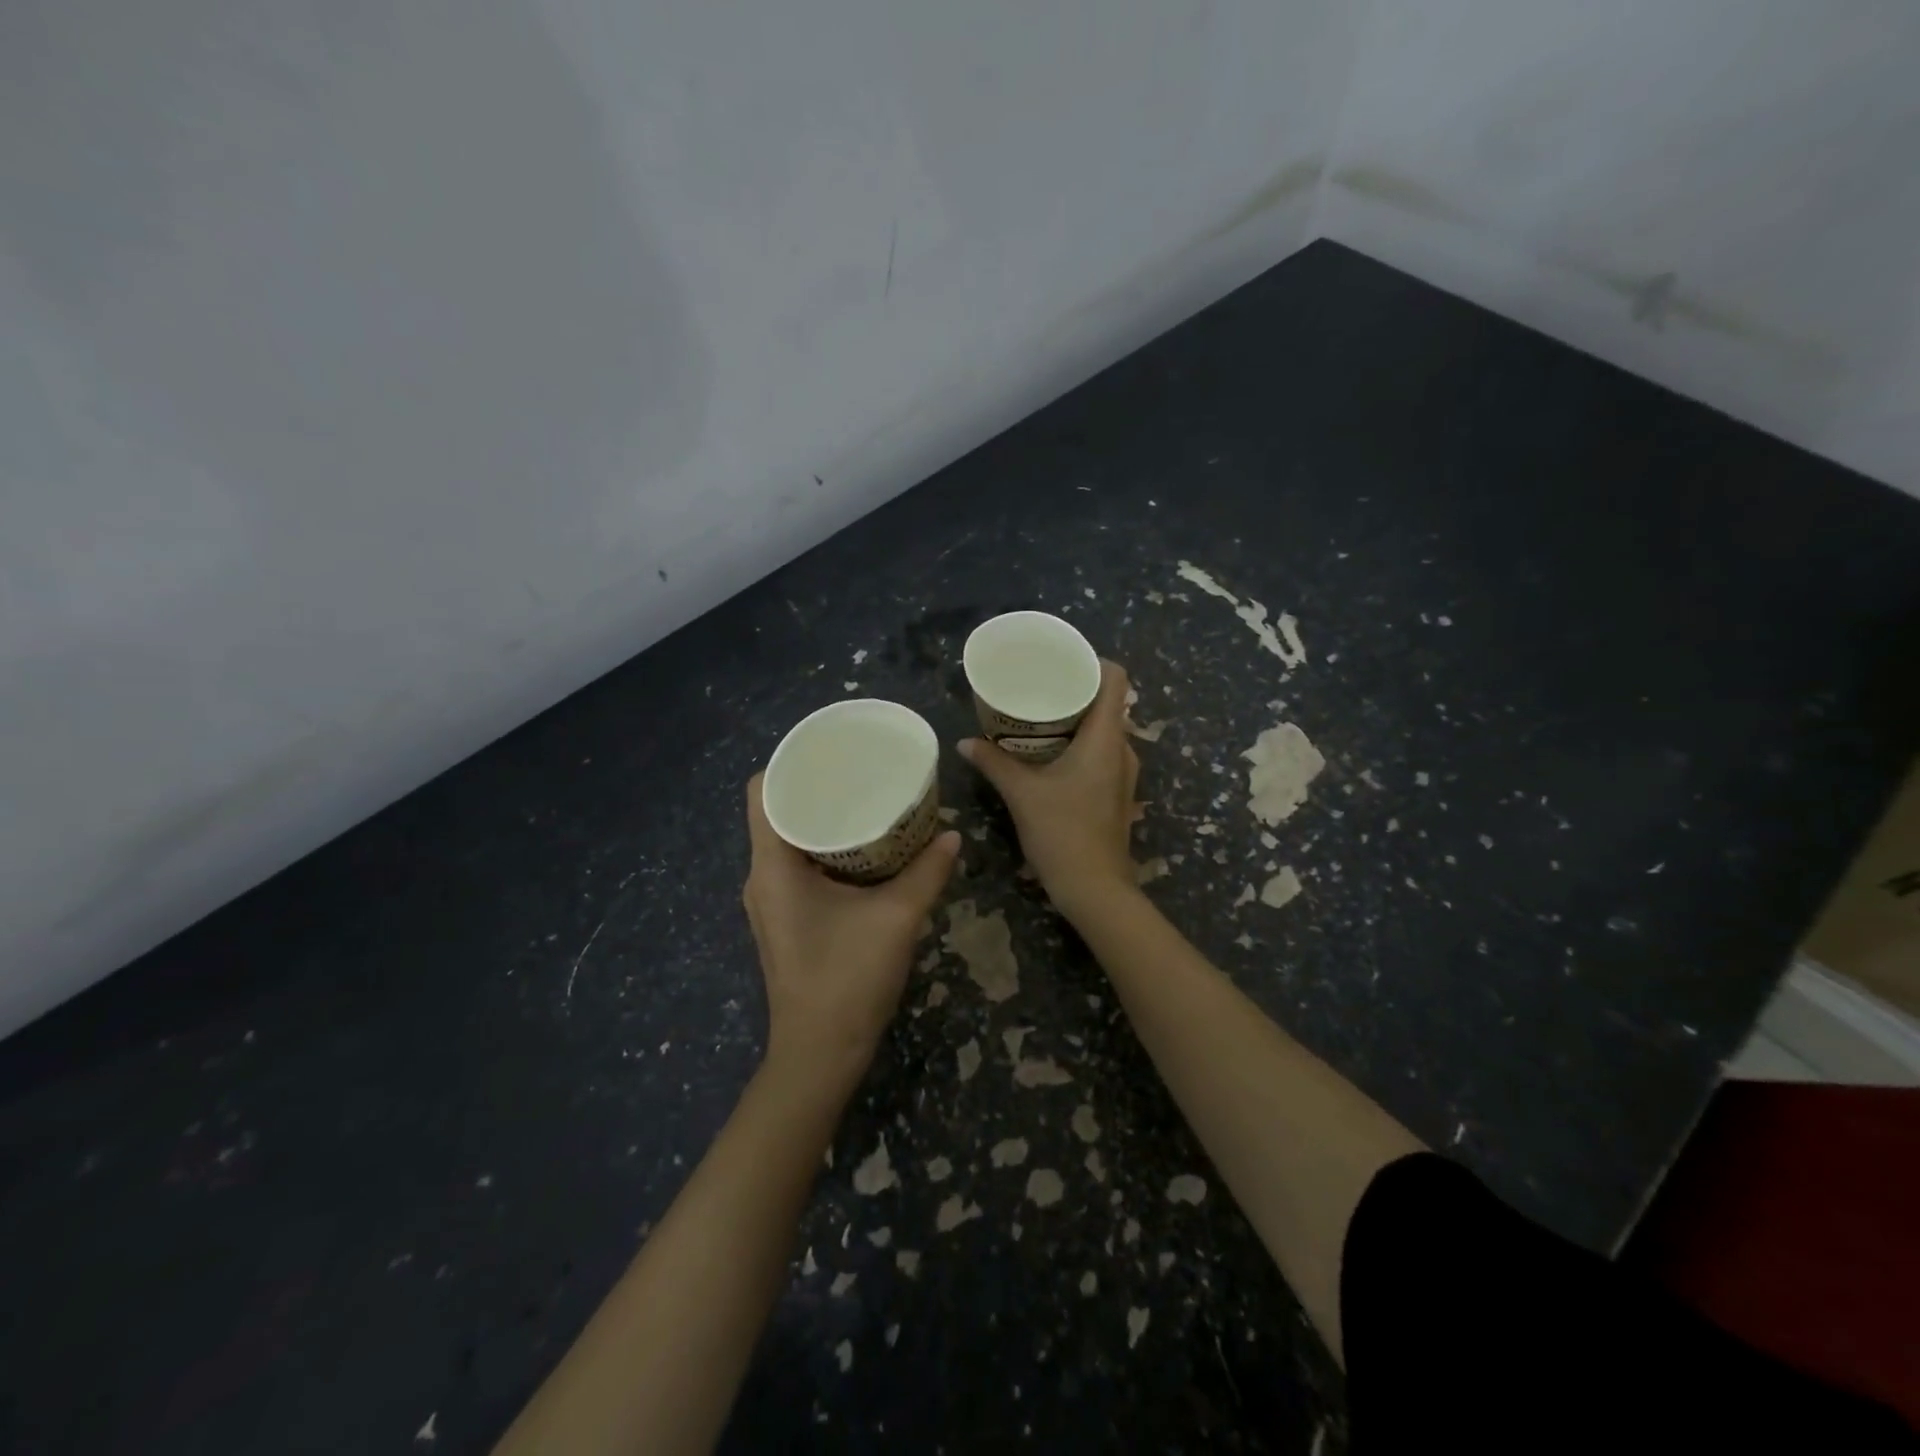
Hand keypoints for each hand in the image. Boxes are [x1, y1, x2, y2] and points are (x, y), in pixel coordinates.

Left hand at [743, 776, 960, 1078]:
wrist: (821, 1054)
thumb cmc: (848, 979)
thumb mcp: (897, 918)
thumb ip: (927, 872)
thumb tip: (952, 836)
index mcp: (773, 866)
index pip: (763, 791)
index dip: (791, 763)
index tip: (832, 753)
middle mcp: (762, 877)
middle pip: (777, 811)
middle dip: (817, 788)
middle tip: (861, 772)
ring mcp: (770, 901)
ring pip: (788, 839)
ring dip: (822, 819)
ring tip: (865, 800)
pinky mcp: (784, 919)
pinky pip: (797, 865)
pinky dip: (824, 848)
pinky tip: (862, 849)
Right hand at [959, 659, 1139, 920]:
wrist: (1094, 888)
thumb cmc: (1062, 832)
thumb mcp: (1021, 793)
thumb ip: (993, 762)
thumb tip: (965, 742)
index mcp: (1106, 738)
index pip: (1116, 679)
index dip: (1092, 662)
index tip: (1060, 660)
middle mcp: (1122, 750)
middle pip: (1108, 703)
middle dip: (1075, 690)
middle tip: (1038, 686)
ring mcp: (1122, 774)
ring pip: (1104, 730)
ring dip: (1076, 720)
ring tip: (1038, 716)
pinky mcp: (1116, 793)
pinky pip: (1101, 753)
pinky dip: (1079, 744)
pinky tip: (1048, 753)